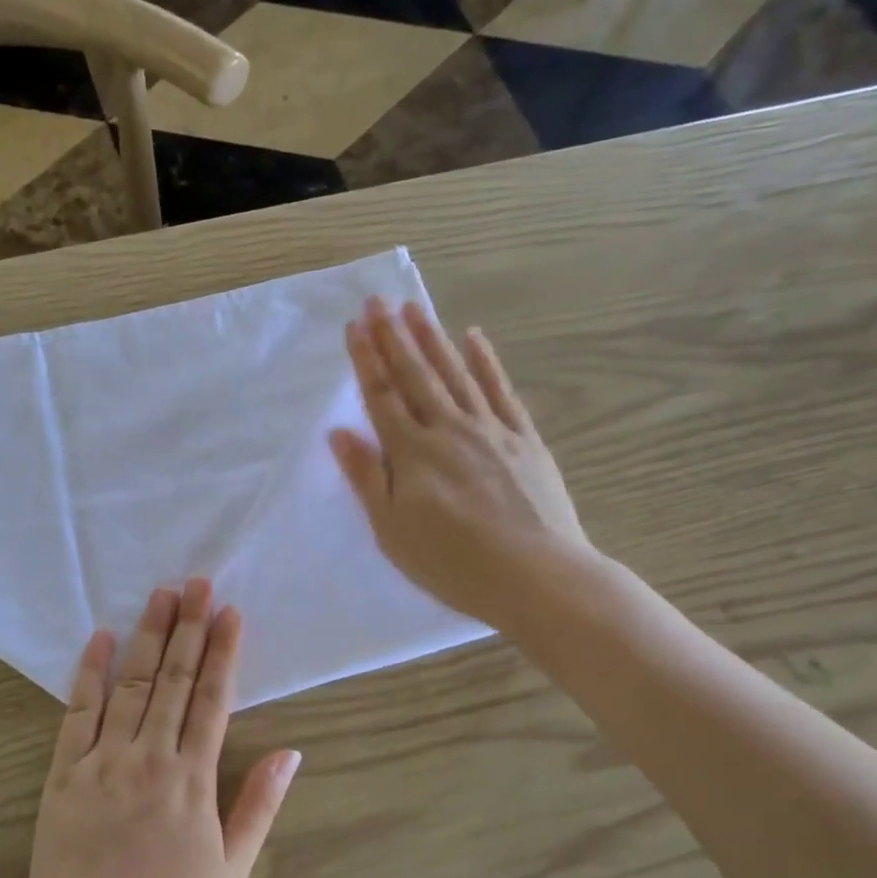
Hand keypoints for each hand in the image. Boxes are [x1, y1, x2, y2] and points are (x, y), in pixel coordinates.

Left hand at [22, 579, 300, 877]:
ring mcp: (105, 759)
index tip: (230, 612)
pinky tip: (100, 637)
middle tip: (196, 582)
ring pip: (131, 684)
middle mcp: (151, 756)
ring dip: (148, 636)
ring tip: (161, 595)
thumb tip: (291, 753)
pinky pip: (79, 711)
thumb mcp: (231, 871)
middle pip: (174, 679)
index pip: (213, 699)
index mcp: (193, 778)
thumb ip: (259, 806)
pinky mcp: (65, 770)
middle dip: (189, 627)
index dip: (224, 652)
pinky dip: (90, 672)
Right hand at [329, 298, 598, 631]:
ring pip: (455, 374)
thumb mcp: (392, 530)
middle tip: (378, 301)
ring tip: (415, 308)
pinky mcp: (524, 439)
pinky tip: (474, 338)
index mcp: (413, 453)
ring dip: (433, 339)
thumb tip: (339, 433)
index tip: (354, 326)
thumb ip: (367, 477)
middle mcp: (449, 429)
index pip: (382, 397)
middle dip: (393, 337)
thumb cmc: (453, 562)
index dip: (366, 360)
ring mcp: (491, 430)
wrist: (537, 576)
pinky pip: (501, 391)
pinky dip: (486, 362)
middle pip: (415, 375)